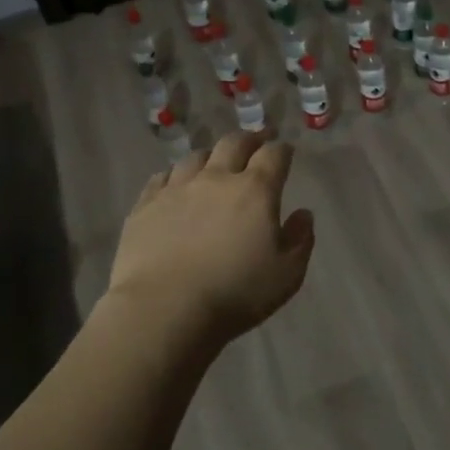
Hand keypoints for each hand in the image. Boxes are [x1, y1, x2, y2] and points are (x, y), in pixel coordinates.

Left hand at [107, 132, 314, 352]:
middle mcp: (216, 178)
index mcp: (255, 190)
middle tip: (255, 143)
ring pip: (196, 157)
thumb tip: (303, 214)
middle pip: (234, 143)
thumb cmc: (235, 293)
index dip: (282, 150)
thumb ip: (300, 239)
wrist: (164, 308)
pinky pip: (161, 178)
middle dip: (249, 140)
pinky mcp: (145, 205)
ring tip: (214, 164)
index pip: (274, 155)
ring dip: (211, 156)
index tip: (285, 152)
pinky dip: (174, 176)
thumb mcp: (287, 274)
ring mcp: (177, 189)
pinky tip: (175, 185)